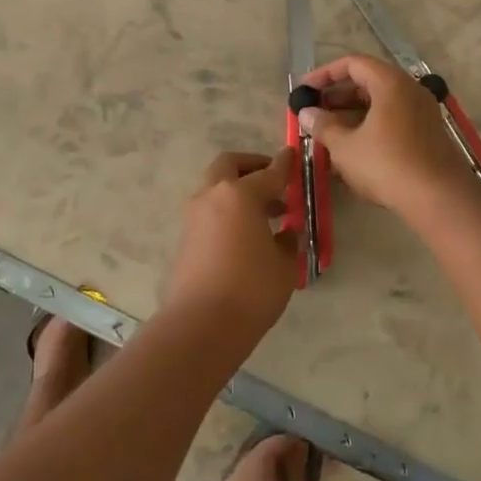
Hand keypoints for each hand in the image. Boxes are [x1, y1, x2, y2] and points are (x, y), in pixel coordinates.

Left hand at [164, 149, 299, 339]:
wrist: (201, 325)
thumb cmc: (251, 289)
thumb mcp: (284, 266)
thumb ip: (288, 242)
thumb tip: (286, 233)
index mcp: (240, 194)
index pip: (269, 172)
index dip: (285, 164)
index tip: (294, 155)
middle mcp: (213, 195)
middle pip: (230, 165)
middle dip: (252, 166)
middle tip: (273, 181)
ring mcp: (195, 216)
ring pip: (216, 187)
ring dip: (238, 190)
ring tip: (266, 212)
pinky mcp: (186, 237)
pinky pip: (210, 210)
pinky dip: (228, 210)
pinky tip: (247, 233)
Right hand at [296, 54, 474, 215]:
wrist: (440, 199)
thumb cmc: (387, 164)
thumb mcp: (346, 146)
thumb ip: (323, 126)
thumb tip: (306, 113)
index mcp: (391, 83)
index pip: (353, 64)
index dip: (325, 74)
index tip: (304, 90)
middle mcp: (410, 90)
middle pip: (368, 82)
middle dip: (337, 96)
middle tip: (313, 113)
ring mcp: (422, 113)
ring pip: (380, 104)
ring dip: (351, 115)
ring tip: (326, 133)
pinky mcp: (427, 135)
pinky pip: (392, 121)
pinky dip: (369, 128)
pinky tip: (351, 150)